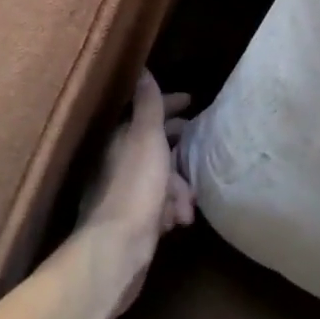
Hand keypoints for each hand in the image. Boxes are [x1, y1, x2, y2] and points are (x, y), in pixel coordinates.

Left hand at [77, 71, 194, 306]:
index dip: (170, 104)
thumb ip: (147, 105)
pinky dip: (170, 210)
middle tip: (202, 151)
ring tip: (187, 206)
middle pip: (155, 146)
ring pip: (160, 179)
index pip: (146, 112)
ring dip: (178, 189)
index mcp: (120, 139)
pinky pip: (158, 206)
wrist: (117, 249)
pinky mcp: (132, 221)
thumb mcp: (146, 138)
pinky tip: (177, 222)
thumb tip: (141, 69)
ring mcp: (124, 193)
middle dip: (180, 151)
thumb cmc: (135, 187)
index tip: (191, 101)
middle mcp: (118, 162)